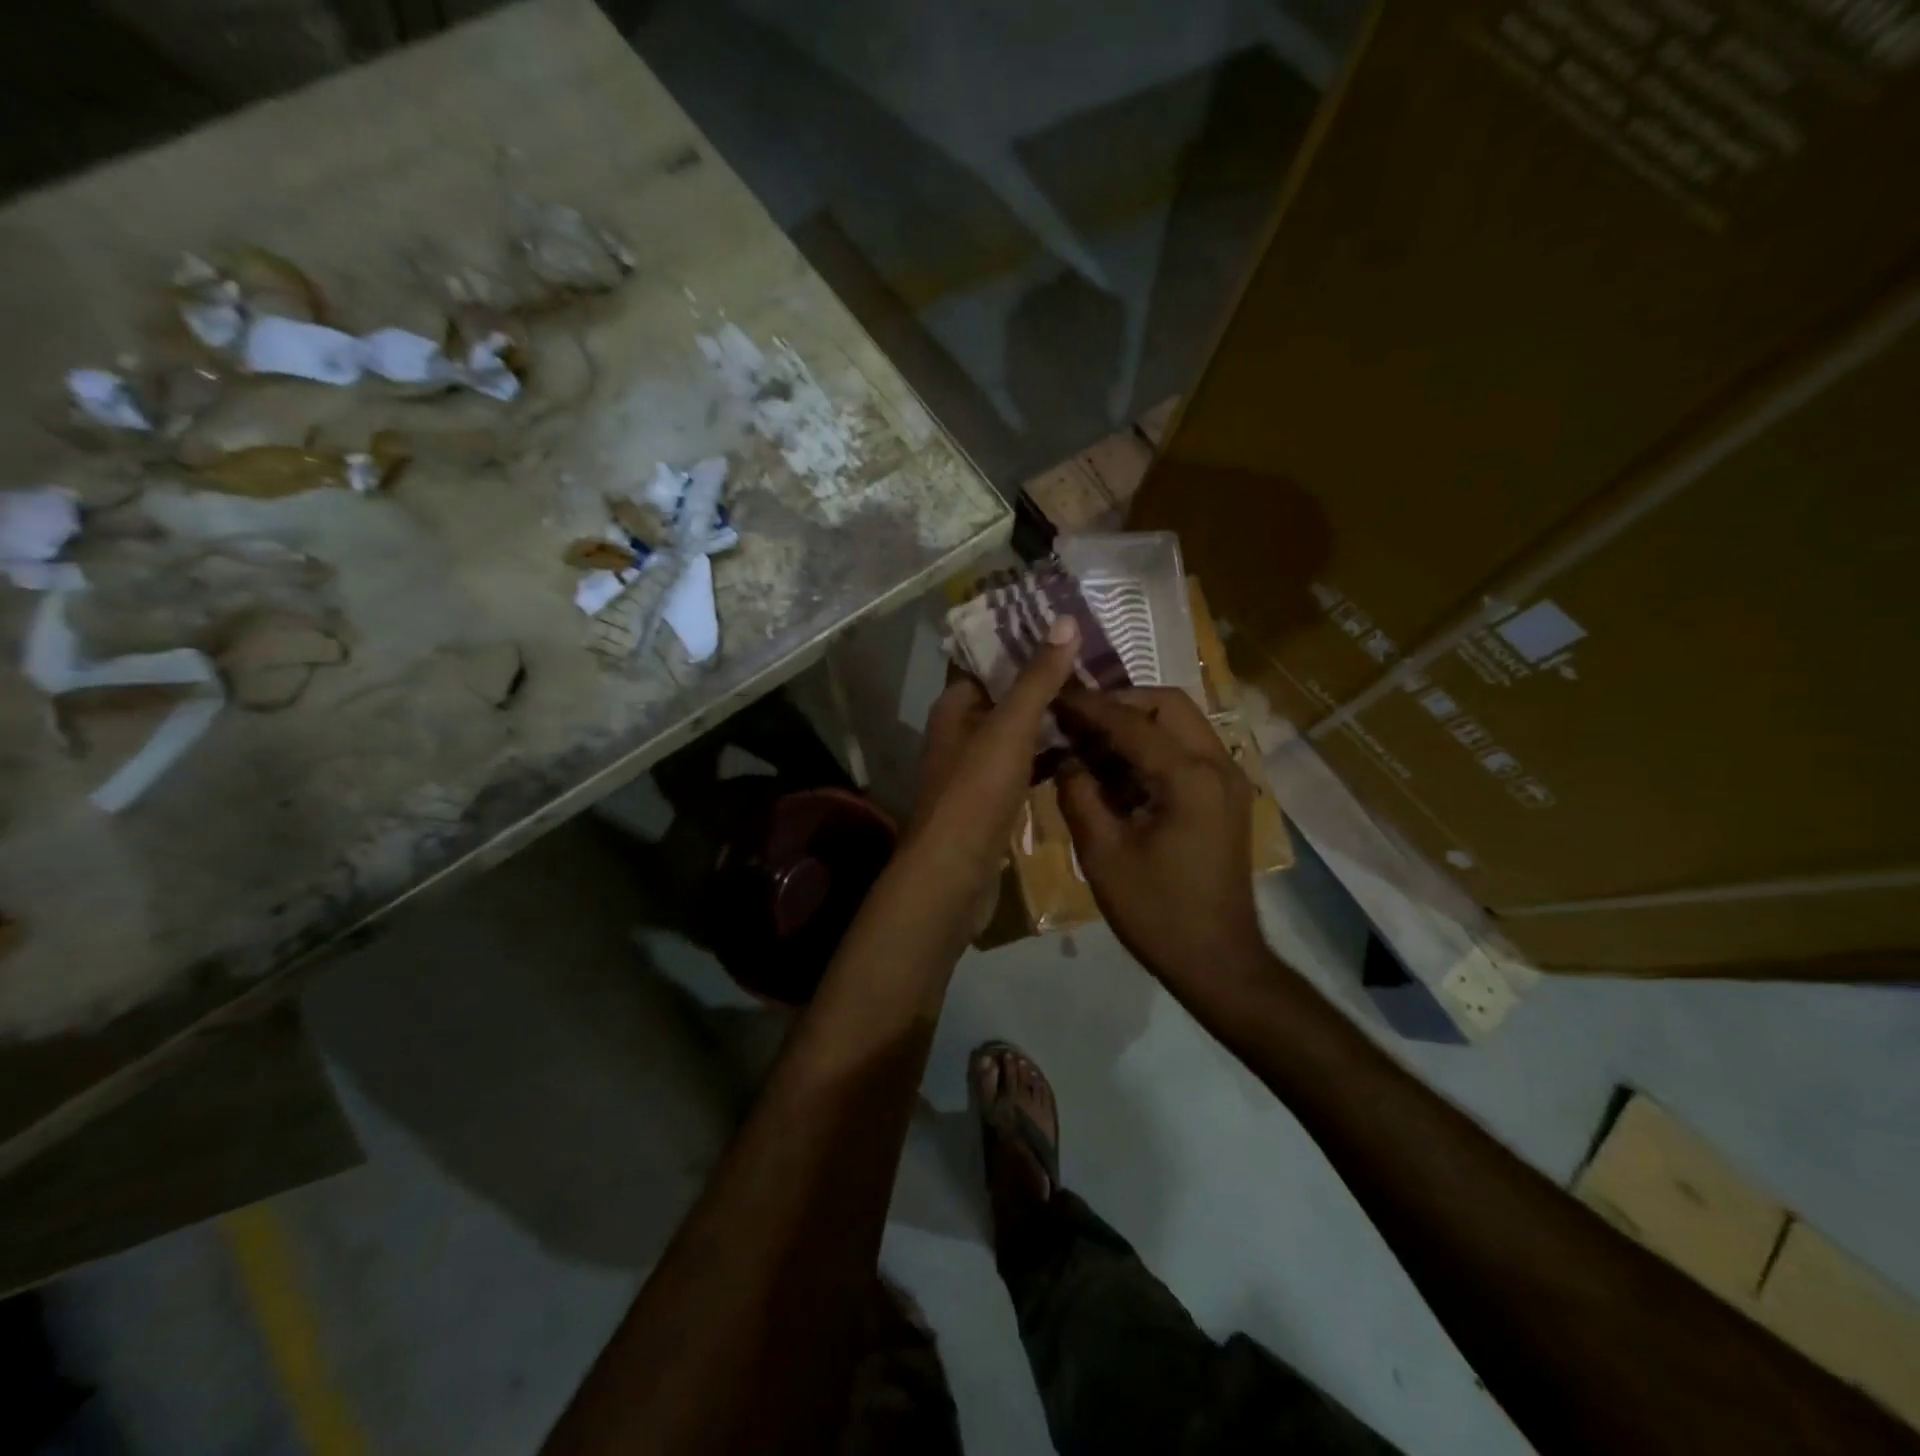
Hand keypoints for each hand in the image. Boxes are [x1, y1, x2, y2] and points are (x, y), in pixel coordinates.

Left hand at [902, 616, 1080, 936]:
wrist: (954, 874)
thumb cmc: (976, 791)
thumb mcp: (1009, 727)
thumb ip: (1037, 678)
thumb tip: (1064, 621)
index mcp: (955, 706)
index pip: (985, 659)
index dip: (1020, 640)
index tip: (1064, 625)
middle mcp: (961, 732)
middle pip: (1005, 695)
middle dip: (1043, 678)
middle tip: (1094, 661)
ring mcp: (977, 769)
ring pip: (1017, 731)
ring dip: (1049, 717)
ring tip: (1097, 697)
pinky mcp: (993, 800)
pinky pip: (1024, 765)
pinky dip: (1048, 755)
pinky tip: (1082, 749)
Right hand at [1054, 687, 1265, 986]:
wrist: (1218, 960)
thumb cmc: (1157, 911)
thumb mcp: (1103, 854)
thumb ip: (1079, 795)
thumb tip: (1066, 758)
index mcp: (1189, 777)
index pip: (1130, 722)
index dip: (1088, 707)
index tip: (1054, 696)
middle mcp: (1217, 765)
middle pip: (1168, 705)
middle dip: (1120, 704)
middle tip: (1079, 720)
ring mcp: (1228, 781)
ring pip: (1182, 724)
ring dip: (1138, 724)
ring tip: (1093, 743)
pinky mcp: (1226, 798)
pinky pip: (1189, 751)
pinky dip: (1154, 748)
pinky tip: (1119, 773)